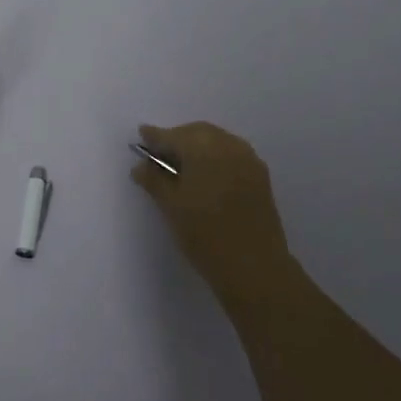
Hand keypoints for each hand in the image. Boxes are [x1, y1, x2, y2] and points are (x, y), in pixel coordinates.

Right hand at [132, 121, 298, 311]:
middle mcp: (229, 145)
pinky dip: (214, 157)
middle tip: (159, 155)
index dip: (155, 137)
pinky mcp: (260, 176)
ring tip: (180, 167)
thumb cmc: (205, 235)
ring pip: (216, 142)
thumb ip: (154, 180)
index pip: (173, 136)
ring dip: (197, 148)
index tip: (141, 135)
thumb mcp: (171, 207)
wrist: (255, 267)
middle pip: (197, 133)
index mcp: (203, 148)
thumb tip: (141, 166)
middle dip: (177, 140)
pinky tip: (204, 176)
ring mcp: (248, 160)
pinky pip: (231, 154)